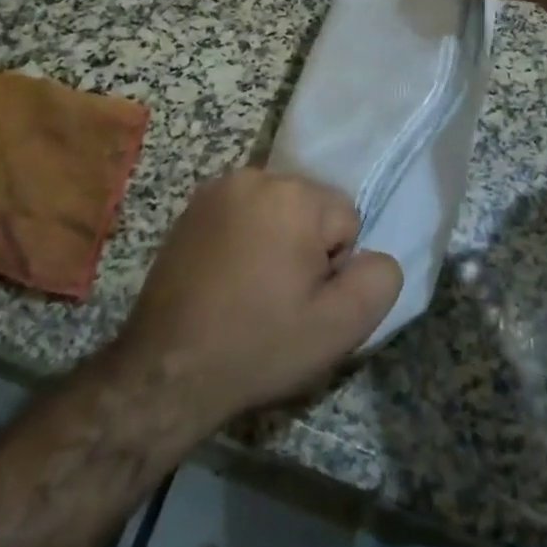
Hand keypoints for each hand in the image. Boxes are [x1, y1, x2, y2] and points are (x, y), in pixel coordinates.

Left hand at [117, 170, 402, 426]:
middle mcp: (256, 176)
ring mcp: (218, 188)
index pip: (346, 219)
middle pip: (311, 208)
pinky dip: (244, 238)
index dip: (334, 266)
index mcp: (294, 195)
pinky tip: (226, 279)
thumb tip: (376, 255)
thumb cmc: (259, 345)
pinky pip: (243, 214)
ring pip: (277, 210)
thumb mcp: (339, 327)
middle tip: (278, 298)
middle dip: (305, 247)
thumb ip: (378, 280)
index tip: (304, 300)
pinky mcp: (192, 206)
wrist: (168, 370)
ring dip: (275, 241)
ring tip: (250, 290)